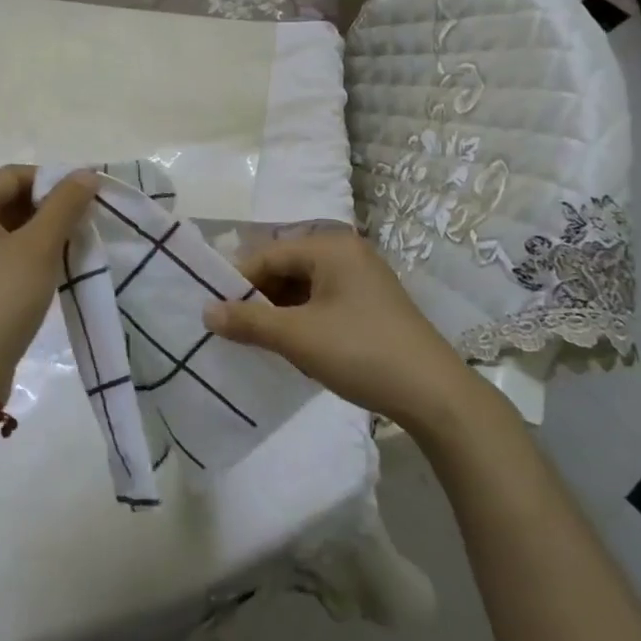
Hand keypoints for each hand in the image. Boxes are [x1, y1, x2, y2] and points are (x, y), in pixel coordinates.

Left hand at [0, 166, 98, 396]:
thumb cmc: (1, 298)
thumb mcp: (39, 247)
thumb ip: (64, 205)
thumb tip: (86, 173)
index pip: (13, 175)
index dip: (52, 180)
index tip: (87, 196)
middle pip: (7, 199)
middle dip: (47, 207)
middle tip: (84, 220)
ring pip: (5, 228)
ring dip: (40, 231)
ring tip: (73, 242)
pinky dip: (26, 252)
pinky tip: (51, 266)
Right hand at [202, 232, 466, 431]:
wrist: (434, 394)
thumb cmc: (361, 352)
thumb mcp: (297, 337)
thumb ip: (248, 321)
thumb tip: (206, 311)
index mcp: (330, 246)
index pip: (268, 254)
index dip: (238, 282)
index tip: (213, 311)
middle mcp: (346, 253)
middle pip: (286, 267)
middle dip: (258, 297)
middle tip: (231, 328)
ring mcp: (362, 278)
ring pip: (304, 287)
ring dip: (279, 311)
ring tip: (256, 340)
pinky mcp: (371, 304)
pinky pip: (323, 301)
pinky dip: (302, 319)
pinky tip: (290, 346)